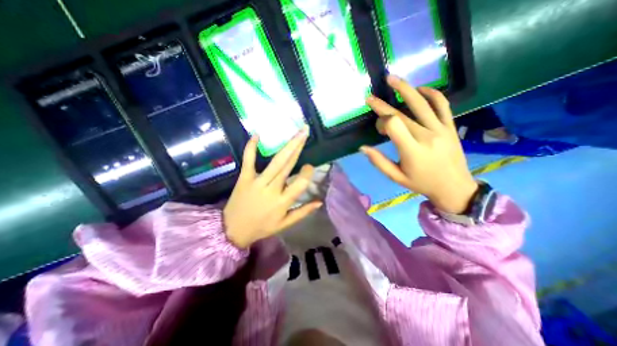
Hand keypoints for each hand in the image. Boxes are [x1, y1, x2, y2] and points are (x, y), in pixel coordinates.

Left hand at [223, 127, 320, 247]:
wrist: (232, 230)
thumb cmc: (262, 227)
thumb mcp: (285, 224)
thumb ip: (303, 212)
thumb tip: (319, 202)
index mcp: (282, 202)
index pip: (300, 183)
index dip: (307, 173)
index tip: (310, 166)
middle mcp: (272, 189)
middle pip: (288, 166)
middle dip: (298, 147)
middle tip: (306, 131)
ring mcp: (257, 182)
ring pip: (275, 161)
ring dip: (287, 146)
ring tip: (296, 133)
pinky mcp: (244, 178)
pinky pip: (248, 160)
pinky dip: (251, 147)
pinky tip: (257, 135)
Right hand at [362, 75, 475, 212]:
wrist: (454, 187)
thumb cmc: (421, 183)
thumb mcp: (396, 177)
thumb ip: (378, 161)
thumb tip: (362, 147)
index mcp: (412, 150)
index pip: (393, 125)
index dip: (381, 122)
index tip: (378, 129)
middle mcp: (426, 136)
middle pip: (401, 114)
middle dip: (383, 106)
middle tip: (370, 98)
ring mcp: (441, 128)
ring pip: (421, 102)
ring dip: (405, 88)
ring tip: (391, 78)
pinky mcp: (450, 126)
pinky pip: (442, 104)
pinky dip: (431, 93)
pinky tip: (420, 89)